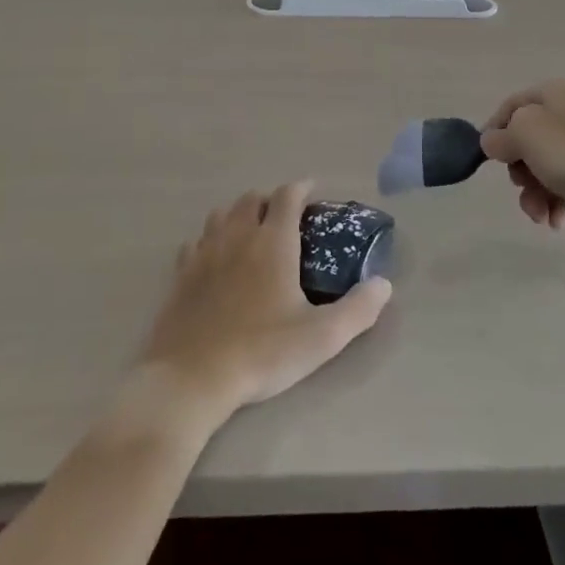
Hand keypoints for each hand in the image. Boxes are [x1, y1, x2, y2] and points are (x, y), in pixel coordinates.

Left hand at [139, 180, 391, 417]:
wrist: (191, 377)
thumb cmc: (261, 352)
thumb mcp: (321, 337)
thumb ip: (358, 309)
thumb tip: (384, 284)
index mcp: (272, 241)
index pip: (287, 196)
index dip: (302, 188)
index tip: (313, 192)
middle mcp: (237, 235)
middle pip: (251, 198)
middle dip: (270, 199)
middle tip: (285, 217)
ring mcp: (204, 252)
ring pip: (221, 214)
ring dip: (239, 213)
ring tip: (251, 231)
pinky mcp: (180, 274)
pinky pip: (196, 241)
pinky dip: (210, 239)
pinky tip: (215, 258)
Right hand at [480, 79, 564, 237]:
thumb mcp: (525, 134)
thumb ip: (500, 136)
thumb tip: (494, 141)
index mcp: (552, 93)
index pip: (509, 107)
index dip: (494, 134)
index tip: (487, 162)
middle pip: (527, 141)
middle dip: (519, 172)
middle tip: (522, 191)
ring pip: (546, 166)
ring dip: (537, 194)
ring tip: (543, 217)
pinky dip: (559, 201)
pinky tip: (561, 220)